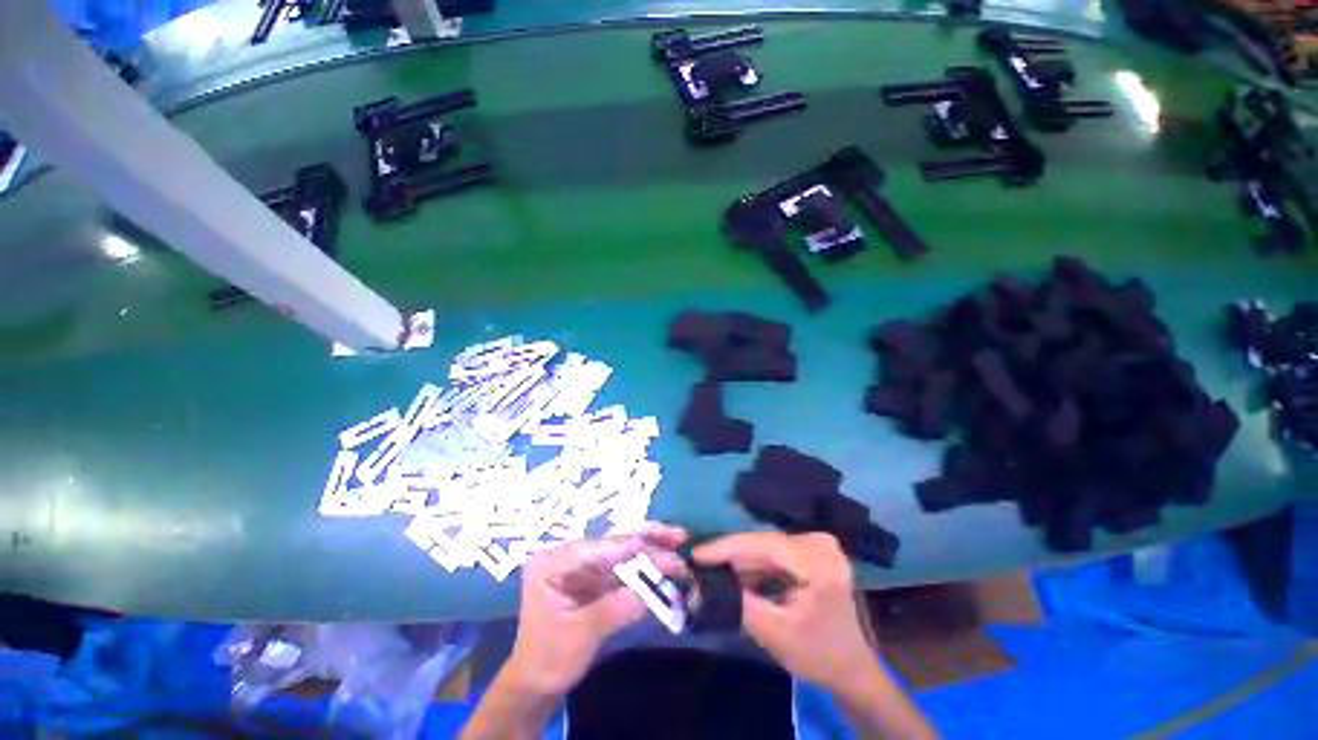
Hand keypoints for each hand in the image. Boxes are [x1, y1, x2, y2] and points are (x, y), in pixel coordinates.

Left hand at [505, 523, 687, 695]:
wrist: (539, 680)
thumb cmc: (548, 657)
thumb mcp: (578, 635)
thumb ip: (613, 610)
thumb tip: (648, 593)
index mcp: (552, 562)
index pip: (592, 548)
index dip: (624, 545)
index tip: (653, 544)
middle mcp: (570, 555)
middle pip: (612, 540)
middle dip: (646, 537)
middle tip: (678, 535)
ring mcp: (586, 565)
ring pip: (624, 549)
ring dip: (652, 548)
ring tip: (679, 543)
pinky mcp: (599, 576)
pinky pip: (626, 567)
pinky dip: (647, 566)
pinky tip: (667, 564)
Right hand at [693, 531, 874, 690]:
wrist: (851, 667)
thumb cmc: (817, 655)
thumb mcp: (774, 633)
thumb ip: (738, 604)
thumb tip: (700, 583)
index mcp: (818, 563)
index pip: (762, 545)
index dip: (725, 547)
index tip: (695, 552)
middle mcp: (820, 543)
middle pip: (763, 544)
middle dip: (731, 556)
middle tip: (699, 563)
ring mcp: (819, 544)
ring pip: (767, 547)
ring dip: (741, 561)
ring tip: (712, 570)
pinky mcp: (813, 549)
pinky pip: (775, 552)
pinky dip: (756, 565)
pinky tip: (738, 576)